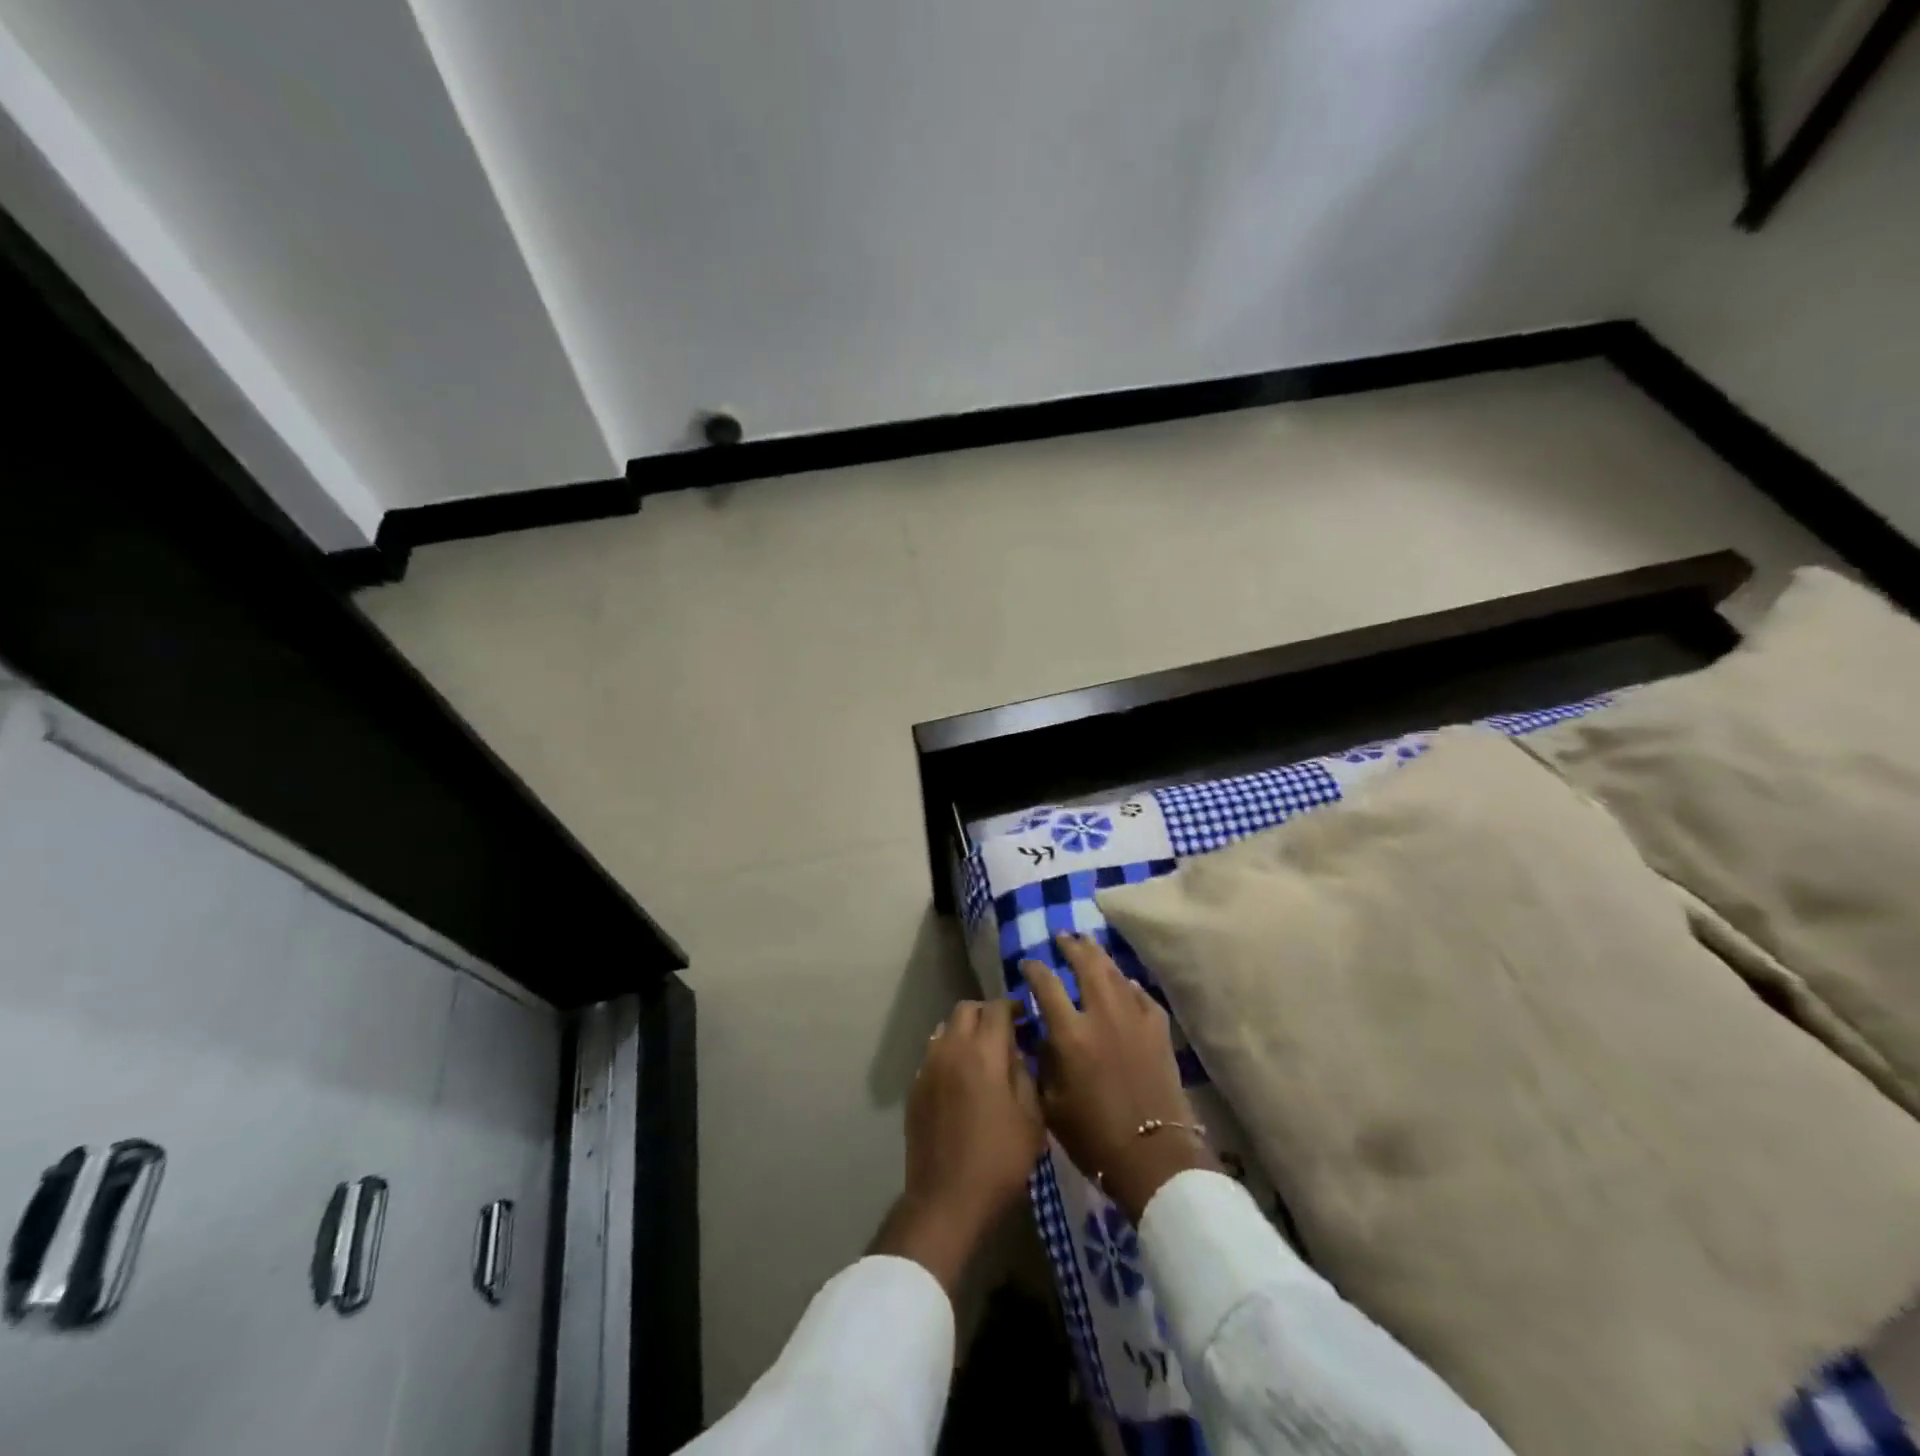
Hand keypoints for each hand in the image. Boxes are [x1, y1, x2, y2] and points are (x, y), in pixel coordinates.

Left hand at [873, 997, 1045, 1295]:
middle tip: (1004, 1035)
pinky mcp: (915, 1088)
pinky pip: (933, 1056)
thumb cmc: (998, 1161)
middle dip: (986, 1015)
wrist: (946, 1200)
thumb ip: (1025, 1077)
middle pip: (966, 1010)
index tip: (1025, 1020)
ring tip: (981, 1058)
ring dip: (964, 1033)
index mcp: (984, 1053)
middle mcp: (951, 1049)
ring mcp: (928, 1067)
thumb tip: (1016, 1055)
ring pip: (945, 1029)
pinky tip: (961, 1083)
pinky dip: (949, 1056)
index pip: (997, 1008)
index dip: (1012, 1008)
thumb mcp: (1031, 1121)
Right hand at [1023, 934, 1218, 1224]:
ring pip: (1114, 973)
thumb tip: (1041, 1032)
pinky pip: (1140, 994)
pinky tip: (1123, 982)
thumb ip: (1043, 1060)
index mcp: (1070, 1033)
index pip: (1046, 985)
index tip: (1026, 963)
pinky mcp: (1159, 1029)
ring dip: (1098, 955)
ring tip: (1088, 944)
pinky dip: (1127, 984)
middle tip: (1062, 937)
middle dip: (1071, 946)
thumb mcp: (1051, 1103)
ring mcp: (1134, 1018)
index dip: (1033, 969)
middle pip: (1086, 965)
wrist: (1154, 1156)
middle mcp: (1102, 1015)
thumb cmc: (1093, 1136)